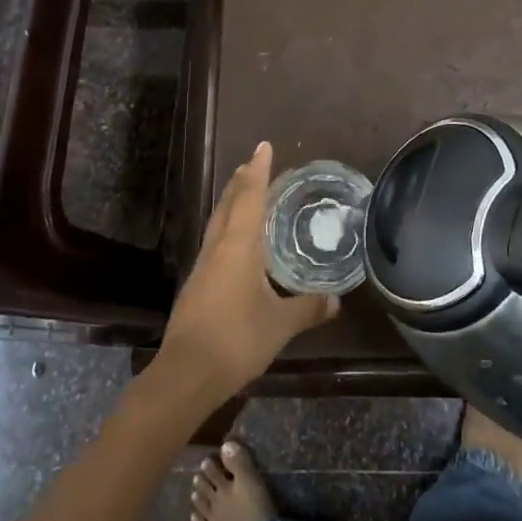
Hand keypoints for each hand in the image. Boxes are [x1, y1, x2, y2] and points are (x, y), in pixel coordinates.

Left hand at [158, 143, 338, 398]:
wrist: (186, 374)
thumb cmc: (236, 339)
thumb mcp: (280, 324)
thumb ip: (308, 308)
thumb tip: (336, 300)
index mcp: (238, 246)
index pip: (249, 197)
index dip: (258, 171)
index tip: (263, 146)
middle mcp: (218, 247)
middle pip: (228, 203)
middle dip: (241, 181)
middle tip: (253, 163)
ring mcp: (203, 266)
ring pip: (218, 221)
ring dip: (231, 201)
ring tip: (244, 192)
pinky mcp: (197, 284)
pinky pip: (215, 241)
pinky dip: (227, 226)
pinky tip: (236, 241)